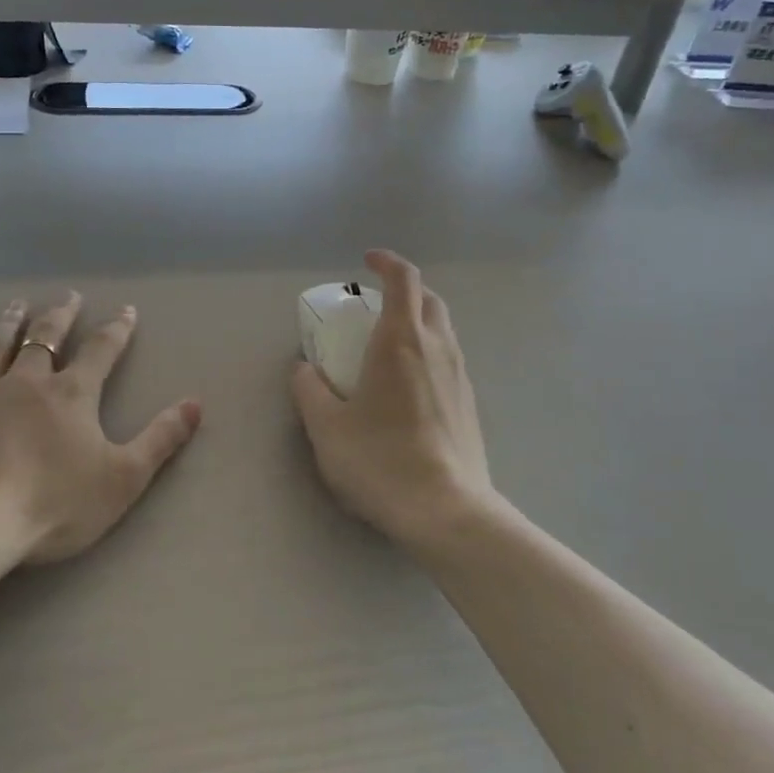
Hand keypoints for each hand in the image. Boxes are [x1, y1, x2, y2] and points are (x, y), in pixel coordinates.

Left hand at [0, 294, 202, 564]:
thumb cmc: (55, 502)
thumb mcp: (125, 476)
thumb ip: (162, 439)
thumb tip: (196, 404)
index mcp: (72, 394)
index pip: (101, 351)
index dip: (117, 330)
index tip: (126, 310)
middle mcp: (27, 383)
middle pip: (46, 339)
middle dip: (60, 316)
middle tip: (68, 296)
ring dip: (8, 325)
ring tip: (15, 304)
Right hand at [291, 250, 507, 551]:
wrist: (447, 511)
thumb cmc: (381, 461)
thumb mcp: (327, 429)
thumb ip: (310, 391)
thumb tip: (304, 370)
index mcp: (401, 341)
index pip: (403, 279)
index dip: (386, 262)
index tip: (367, 261)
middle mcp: (438, 348)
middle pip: (428, 299)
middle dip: (404, 290)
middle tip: (374, 306)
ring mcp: (460, 375)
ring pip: (443, 329)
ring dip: (418, 322)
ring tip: (388, 345)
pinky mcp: (470, 403)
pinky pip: (449, 359)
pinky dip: (429, 353)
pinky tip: (408, 386)